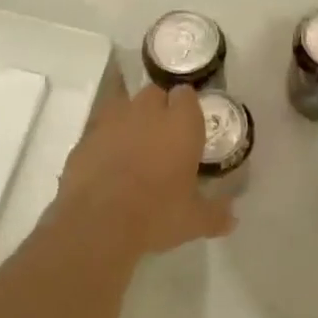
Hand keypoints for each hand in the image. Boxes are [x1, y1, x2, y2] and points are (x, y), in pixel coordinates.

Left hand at [55, 82, 231, 258]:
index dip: (187, 109)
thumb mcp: (194, 220)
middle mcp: (147, 111)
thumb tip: (232, 219)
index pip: (187, 95)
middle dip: (159, 109)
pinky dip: (105, 141)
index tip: (188, 127)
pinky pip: (100, 130)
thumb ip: (215, 214)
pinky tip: (107, 165)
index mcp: (181, 123)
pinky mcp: (85, 137)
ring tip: (133, 147)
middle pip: (155, 93)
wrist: (98, 224)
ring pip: (125, 106)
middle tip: (163, 137)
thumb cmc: (157, 214)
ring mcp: (112, 120)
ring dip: (131, 120)